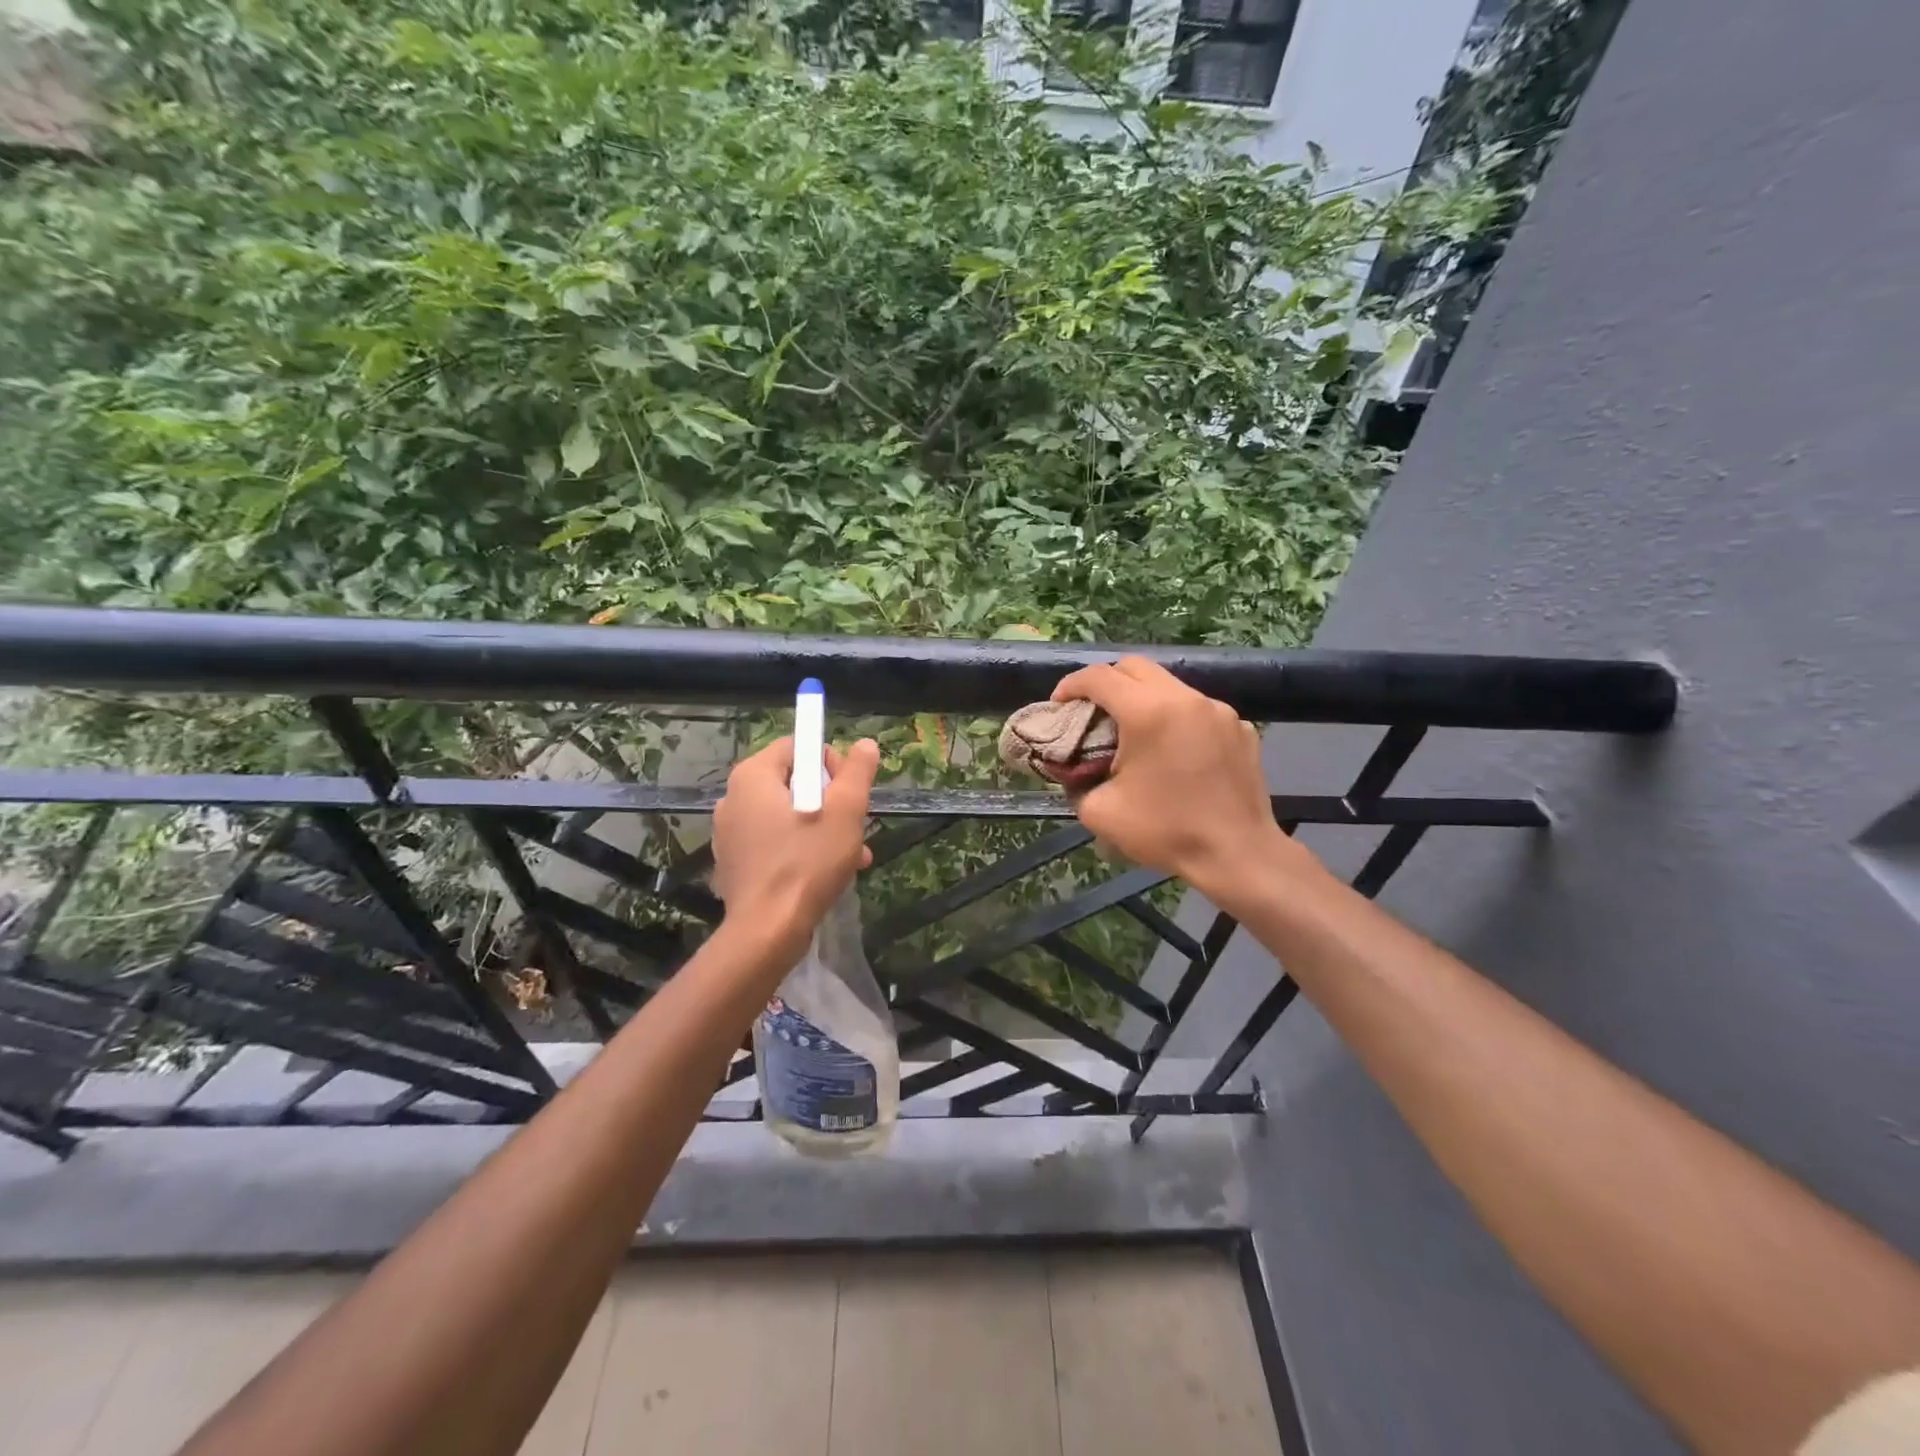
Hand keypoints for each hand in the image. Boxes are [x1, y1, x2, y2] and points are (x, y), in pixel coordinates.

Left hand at [712, 735, 880, 955]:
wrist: (767, 932)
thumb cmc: (807, 863)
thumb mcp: (845, 812)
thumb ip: (857, 772)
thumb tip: (865, 744)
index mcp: (753, 776)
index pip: (796, 746)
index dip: (830, 762)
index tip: (848, 793)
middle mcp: (733, 798)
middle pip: (793, 782)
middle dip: (830, 801)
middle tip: (853, 826)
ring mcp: (730, 833)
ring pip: (787, 816)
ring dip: (822, 828)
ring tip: (852, 855)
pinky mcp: (734, 863)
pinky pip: (774, 842)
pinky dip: (800, 849)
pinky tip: (827, 873)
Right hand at [1048, 657, 1312, 899]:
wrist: (1239, 855)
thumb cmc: (1166, 831)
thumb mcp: (1100, 812)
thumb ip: (1076, 782)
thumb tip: (1074, 770)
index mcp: (1148, 712)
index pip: (1099, 676)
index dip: (1071, 685)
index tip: (1058, 705)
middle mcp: (1186, 699)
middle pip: (1135, 667)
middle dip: (1106, 682)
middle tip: (1091, 712)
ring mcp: (1219, 710)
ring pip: (1169, 686)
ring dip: (1143, 699)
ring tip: (1132, 734)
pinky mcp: (1241, 728)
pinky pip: (1198, 710)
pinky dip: (1176, 720)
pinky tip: (1173, 753)